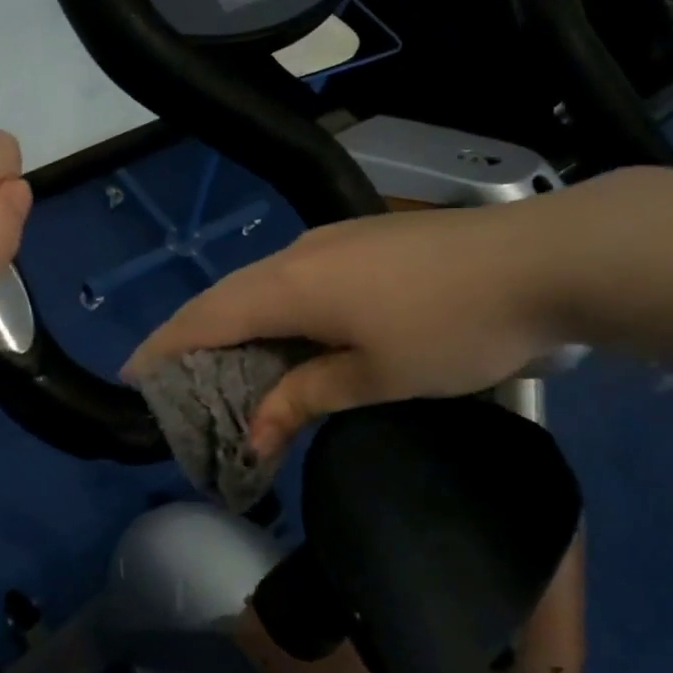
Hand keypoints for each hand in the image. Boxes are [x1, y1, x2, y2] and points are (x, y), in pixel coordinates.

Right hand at [124, 202, 574, 456]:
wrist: (540, 259)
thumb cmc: (453, 328)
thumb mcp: (376, 376)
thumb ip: (305, 396)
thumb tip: (254, 432)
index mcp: (289, 286)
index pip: (205, 318)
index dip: (164, 346)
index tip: (132, 375)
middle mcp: (297, 254)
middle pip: (225, 297)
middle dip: (194, 340)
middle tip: (178, 384)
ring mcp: (330, 240)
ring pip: (260, 286)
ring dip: (237, 326)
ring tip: (227, 369)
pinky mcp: (360, 240)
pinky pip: (293, 278)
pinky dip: (272, 312)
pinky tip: (286, 337)